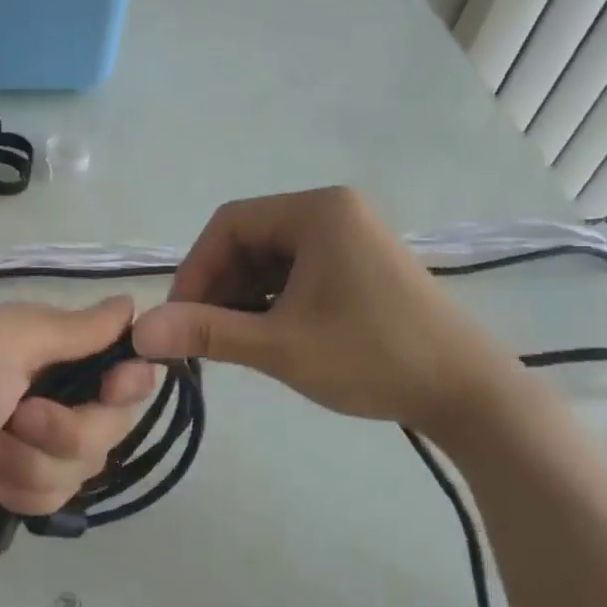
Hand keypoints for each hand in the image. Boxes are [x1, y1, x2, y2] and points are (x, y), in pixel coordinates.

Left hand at [0, 297, 156, 537]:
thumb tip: (132, 303)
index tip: (110, 392)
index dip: (126, 380)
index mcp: (46, 343)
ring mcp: (37, 438)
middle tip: (19, 422)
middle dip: (67, 432)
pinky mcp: (23, 480)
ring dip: (35, 465)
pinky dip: (25, 492)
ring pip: (86, 462)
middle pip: (111, 419)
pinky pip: (61, 495)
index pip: (121, 358)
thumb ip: (71, 328)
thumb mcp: (2, 344)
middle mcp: (49, 386)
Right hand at [132, 187, 518, 433]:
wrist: (468, 394)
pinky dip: (271, 302)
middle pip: (249, 241)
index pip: (229, 224)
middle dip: (218, 288)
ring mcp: (350, 238)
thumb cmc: (372, 358)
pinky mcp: (359, 266)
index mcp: (316, 211)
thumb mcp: (279, 346)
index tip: (178, 318)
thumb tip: (139, 332)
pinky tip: (265, 337)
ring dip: (242, 298)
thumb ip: (206, 333)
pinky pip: (297, 274)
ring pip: (270, 260)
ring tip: (230, 344)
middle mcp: (332, 212)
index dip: (194, 269)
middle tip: (200, 337)